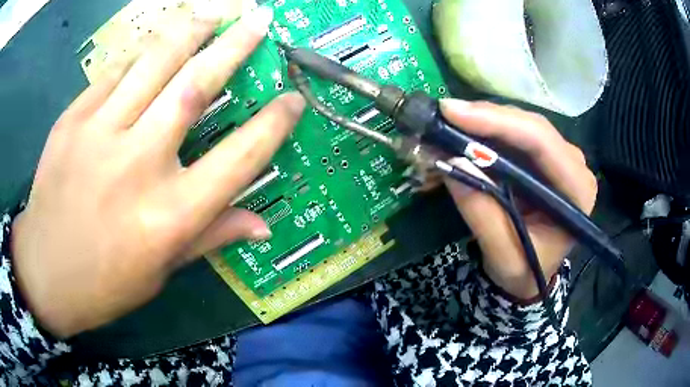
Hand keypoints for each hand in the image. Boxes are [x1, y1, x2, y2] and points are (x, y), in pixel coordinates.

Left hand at [11, 7, 304, 337]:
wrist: (45, 272)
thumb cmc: (106, 283)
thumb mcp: (162, 270)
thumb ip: (211, 237)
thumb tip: (263, 225)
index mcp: (169, 216)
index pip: (239, 158)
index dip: (273, 125)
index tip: (293, 99)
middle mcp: (137, 166)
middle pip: (196, 87)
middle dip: (234, 47)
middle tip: (259, 20)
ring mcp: (99, 136)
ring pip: (154, 63)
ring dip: (191, 31)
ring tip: (215, 12)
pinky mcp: (71, 121)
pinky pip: (114, 73)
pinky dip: (140, 54)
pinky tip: (154, 45)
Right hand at [439, 100, 596, 299]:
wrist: (531, 274)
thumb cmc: (525, 271)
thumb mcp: (503, 256)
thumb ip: (483, 214)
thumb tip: (453, 164)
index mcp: (577, 191)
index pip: (542, 143)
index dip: (498, 122)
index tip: (453, 114)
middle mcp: (574, 166)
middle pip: (532, 126)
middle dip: (487, 118)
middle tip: (445, 114)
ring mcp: (560, 158)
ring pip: (522, 124)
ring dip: (484, 121)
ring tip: (449, 122)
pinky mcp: (544, 158)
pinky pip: (515, 133)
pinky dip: (487, 131)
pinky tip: (465, 131)